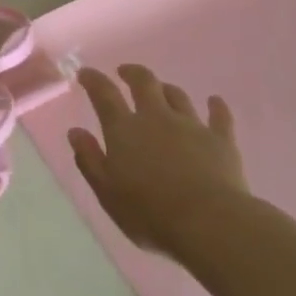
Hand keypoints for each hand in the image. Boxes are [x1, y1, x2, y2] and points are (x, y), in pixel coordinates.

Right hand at [68, 65, 249, 253]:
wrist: (209, 223)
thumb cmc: (149, 212)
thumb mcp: (107, 192)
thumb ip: (89, 159)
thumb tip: (75, 131)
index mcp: (125, 129)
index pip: (104, 94)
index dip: (93, 80)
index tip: (85, 73)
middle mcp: (156, 117)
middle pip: (144, 83)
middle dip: (132, 73)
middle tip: (125, 72)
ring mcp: (191, 125)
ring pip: (177, 96)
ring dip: (167, 89)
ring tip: (161, 90)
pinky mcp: (221, 140)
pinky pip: (219, 116)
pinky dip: (216, 106)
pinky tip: (215, 101)